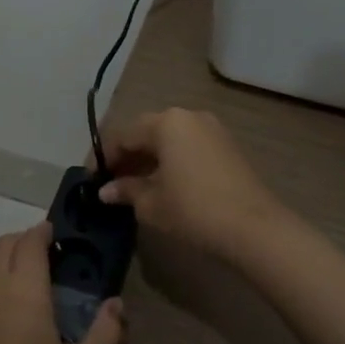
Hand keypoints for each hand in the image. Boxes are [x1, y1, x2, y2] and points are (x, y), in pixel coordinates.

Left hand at [0, 222, 124, 343]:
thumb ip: (106, 334)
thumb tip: (115, 304)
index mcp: (23, 292)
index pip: (29, 242)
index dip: (42, 231)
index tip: (56, 233)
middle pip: (3, 244)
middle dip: (24, 239)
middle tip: (45, 252)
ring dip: (3, 255)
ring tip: (23, 272)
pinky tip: (2, 303)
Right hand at [97, 108, 296, 262]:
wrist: (253, 227)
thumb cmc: (193, 210)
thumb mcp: (151, 203)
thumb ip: (126, 190)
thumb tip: (106, 191)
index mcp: (166, 123)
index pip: (123, 135)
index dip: (103, 157)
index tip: (91, 179)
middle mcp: (188, 116)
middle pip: (147, 132)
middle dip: (126, 156)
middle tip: (111, 182)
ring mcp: (211, 129)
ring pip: (169, 138)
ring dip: (149, 158)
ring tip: (134, 186)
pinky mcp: (227, 145)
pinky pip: (188, 146)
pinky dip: (171, 160)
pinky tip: (164, 184)